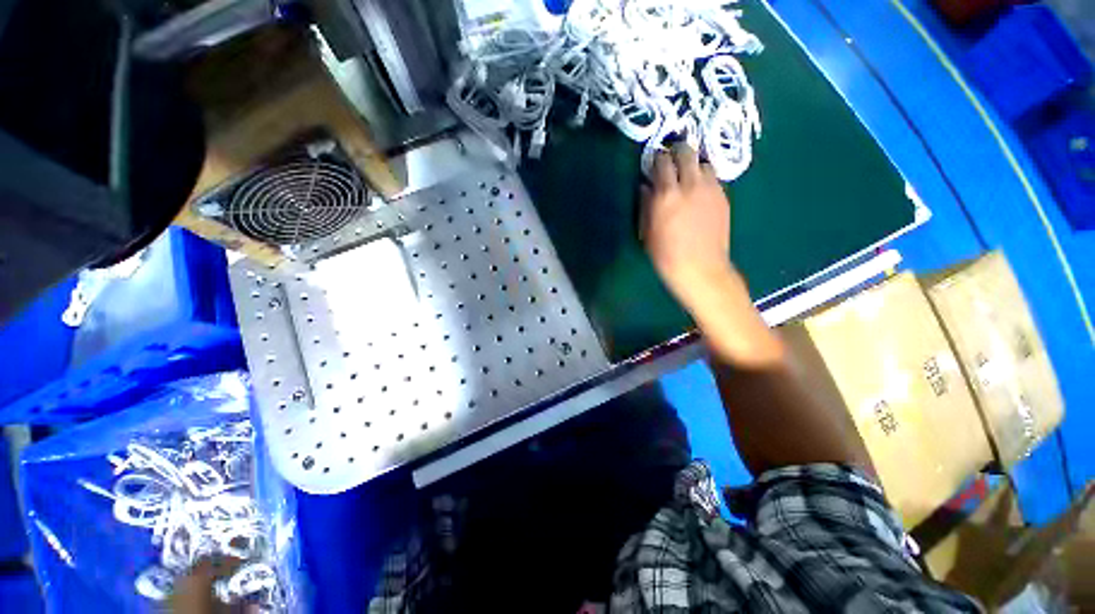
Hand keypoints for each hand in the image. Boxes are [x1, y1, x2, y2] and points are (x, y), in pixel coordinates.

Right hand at [640, 143, 733, 308]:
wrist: (700, 268)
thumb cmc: (665, 254)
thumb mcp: (647, 231)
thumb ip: (646, 204)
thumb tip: (646, 186)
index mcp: (666, 194)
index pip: (662, 161)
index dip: (657, 158)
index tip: (654, 163)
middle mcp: (690, 185)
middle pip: (686, 152)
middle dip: (677, 152)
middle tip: (671, 161)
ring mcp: (711, 189)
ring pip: (703, 162)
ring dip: (693, 165)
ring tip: (688, 177)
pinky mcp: (723, 197)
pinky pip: (714, 178)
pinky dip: (704, 179)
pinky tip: (699, 192)